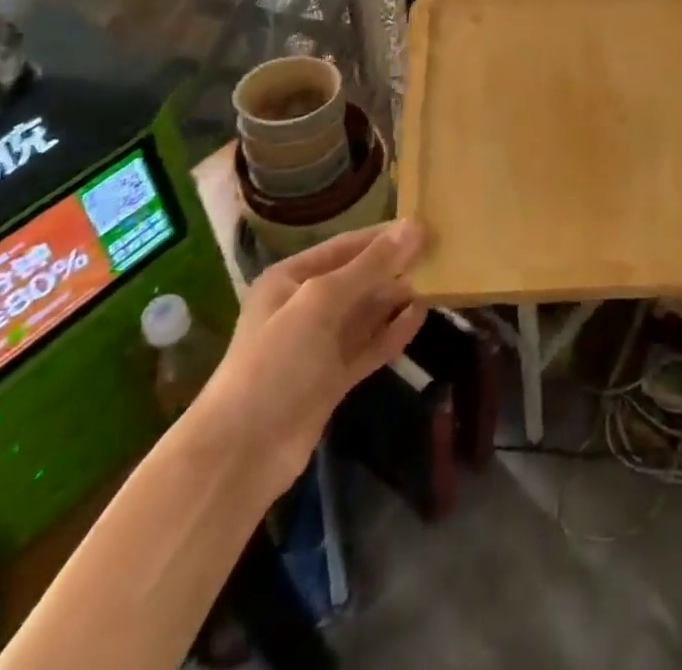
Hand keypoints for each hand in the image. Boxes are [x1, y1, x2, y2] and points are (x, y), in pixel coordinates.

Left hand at [206, 220, 426, 494]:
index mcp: (290, 279)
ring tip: (439, 282)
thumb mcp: (321, 302)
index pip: (345, 246)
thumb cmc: (275, 362)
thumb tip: (414, 228)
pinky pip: (368, 346)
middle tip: (441, 254)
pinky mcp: (333, 378)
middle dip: (395, 267)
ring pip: (366, 313)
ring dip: (397, 299)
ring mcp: (319, 345)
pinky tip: (420, 317)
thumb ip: (370, 266)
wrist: (241, 455)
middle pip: (358, 278)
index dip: (384, 236)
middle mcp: (304, 306)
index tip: (425, 226)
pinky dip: (392, 332)